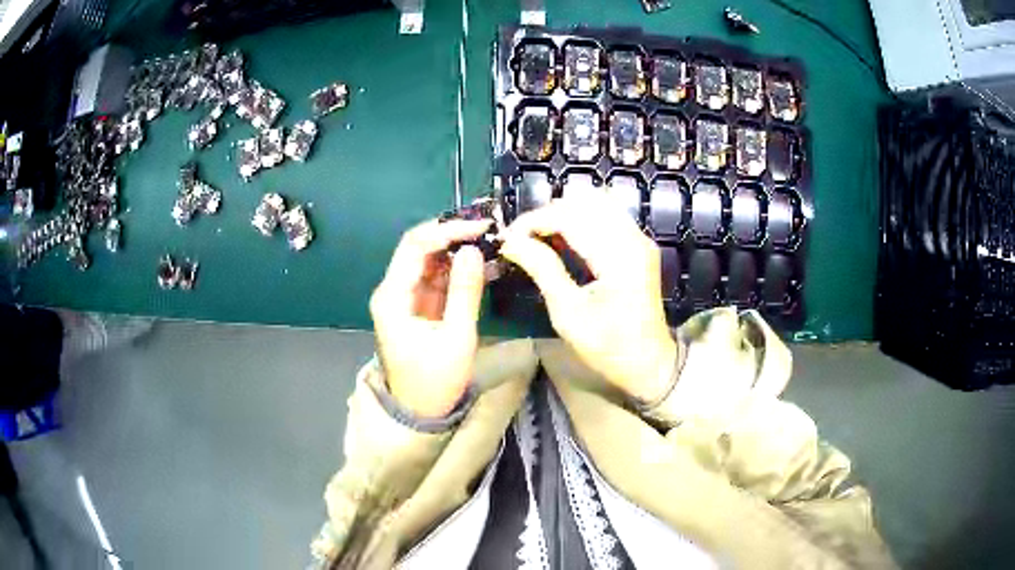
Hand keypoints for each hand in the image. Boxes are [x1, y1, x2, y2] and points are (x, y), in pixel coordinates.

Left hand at [370, 219, 490, 418]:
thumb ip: (465, 291)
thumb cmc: (435, 380)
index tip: (481, 227)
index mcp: (393, 296)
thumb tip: (474, 249)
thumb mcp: (456, 337)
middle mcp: (393, 290)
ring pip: (429, 261)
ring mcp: (404, 297)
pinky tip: (482, 265)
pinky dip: (457, 270)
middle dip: (453, 236)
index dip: (447, 230)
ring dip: (458, 251)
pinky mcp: (417, 306)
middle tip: (489, 231)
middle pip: (420, 248)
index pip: (416, 245)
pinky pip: (436, 278)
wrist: (419, 412)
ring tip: (491, 245)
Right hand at [500, 195, 677, 401]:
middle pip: (583, 202)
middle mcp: (633, 238)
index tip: (507, 237)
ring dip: (563, 214)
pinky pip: (607, 215)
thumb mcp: (568, 314)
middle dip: (546, 215)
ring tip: (539, 237)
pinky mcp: (639, 245)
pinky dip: (580, 219)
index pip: (569, 217)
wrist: (649, 363)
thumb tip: (511, 242)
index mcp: (618, 257)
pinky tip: (563, 239)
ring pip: (596, 202)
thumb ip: (542, 269)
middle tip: (521, 238)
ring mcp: (640, 239)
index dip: (534, 221)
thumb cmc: (608, 347)